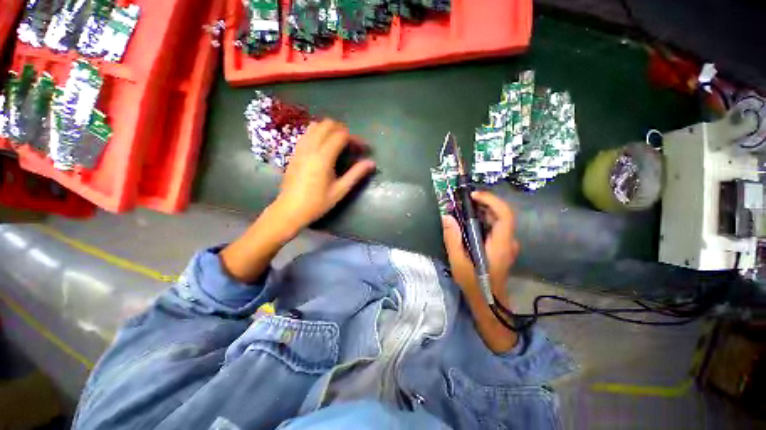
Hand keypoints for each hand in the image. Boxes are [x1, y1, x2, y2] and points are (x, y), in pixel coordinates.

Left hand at [272, 119, 375, 234]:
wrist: (290, 210)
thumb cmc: (317, 203)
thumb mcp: (340, 190)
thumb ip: (356, 174)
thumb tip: (371, 163)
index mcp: (323, 158)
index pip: (341, 135)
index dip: (355, 138)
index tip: (363, 148)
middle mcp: (310, 148)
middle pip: (328, 125)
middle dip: (343, 130)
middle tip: (351, 145)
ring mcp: (300, 148)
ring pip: (315, 126)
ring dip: (330, 130)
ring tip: (338, 144)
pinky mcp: (295, 152)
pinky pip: (307, 133)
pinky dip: (318, 133)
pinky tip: (324, 147)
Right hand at [441, 191, 519, 304]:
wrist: (489, 303)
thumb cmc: (474, 284)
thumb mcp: (458, 262)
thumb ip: (452, 239)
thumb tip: (446, 217)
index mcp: (500, 244)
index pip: (505, 214)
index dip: (491, 200)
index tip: (473, 196)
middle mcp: (509, 242)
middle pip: (501, 214)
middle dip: (484, 203)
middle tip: (464, 201)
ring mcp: (507, 245)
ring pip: (499, 220)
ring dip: (483, 211)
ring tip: (464, 209)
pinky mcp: (503, 248)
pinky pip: (496, 228)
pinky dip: (484, 220)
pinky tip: (470, 223)